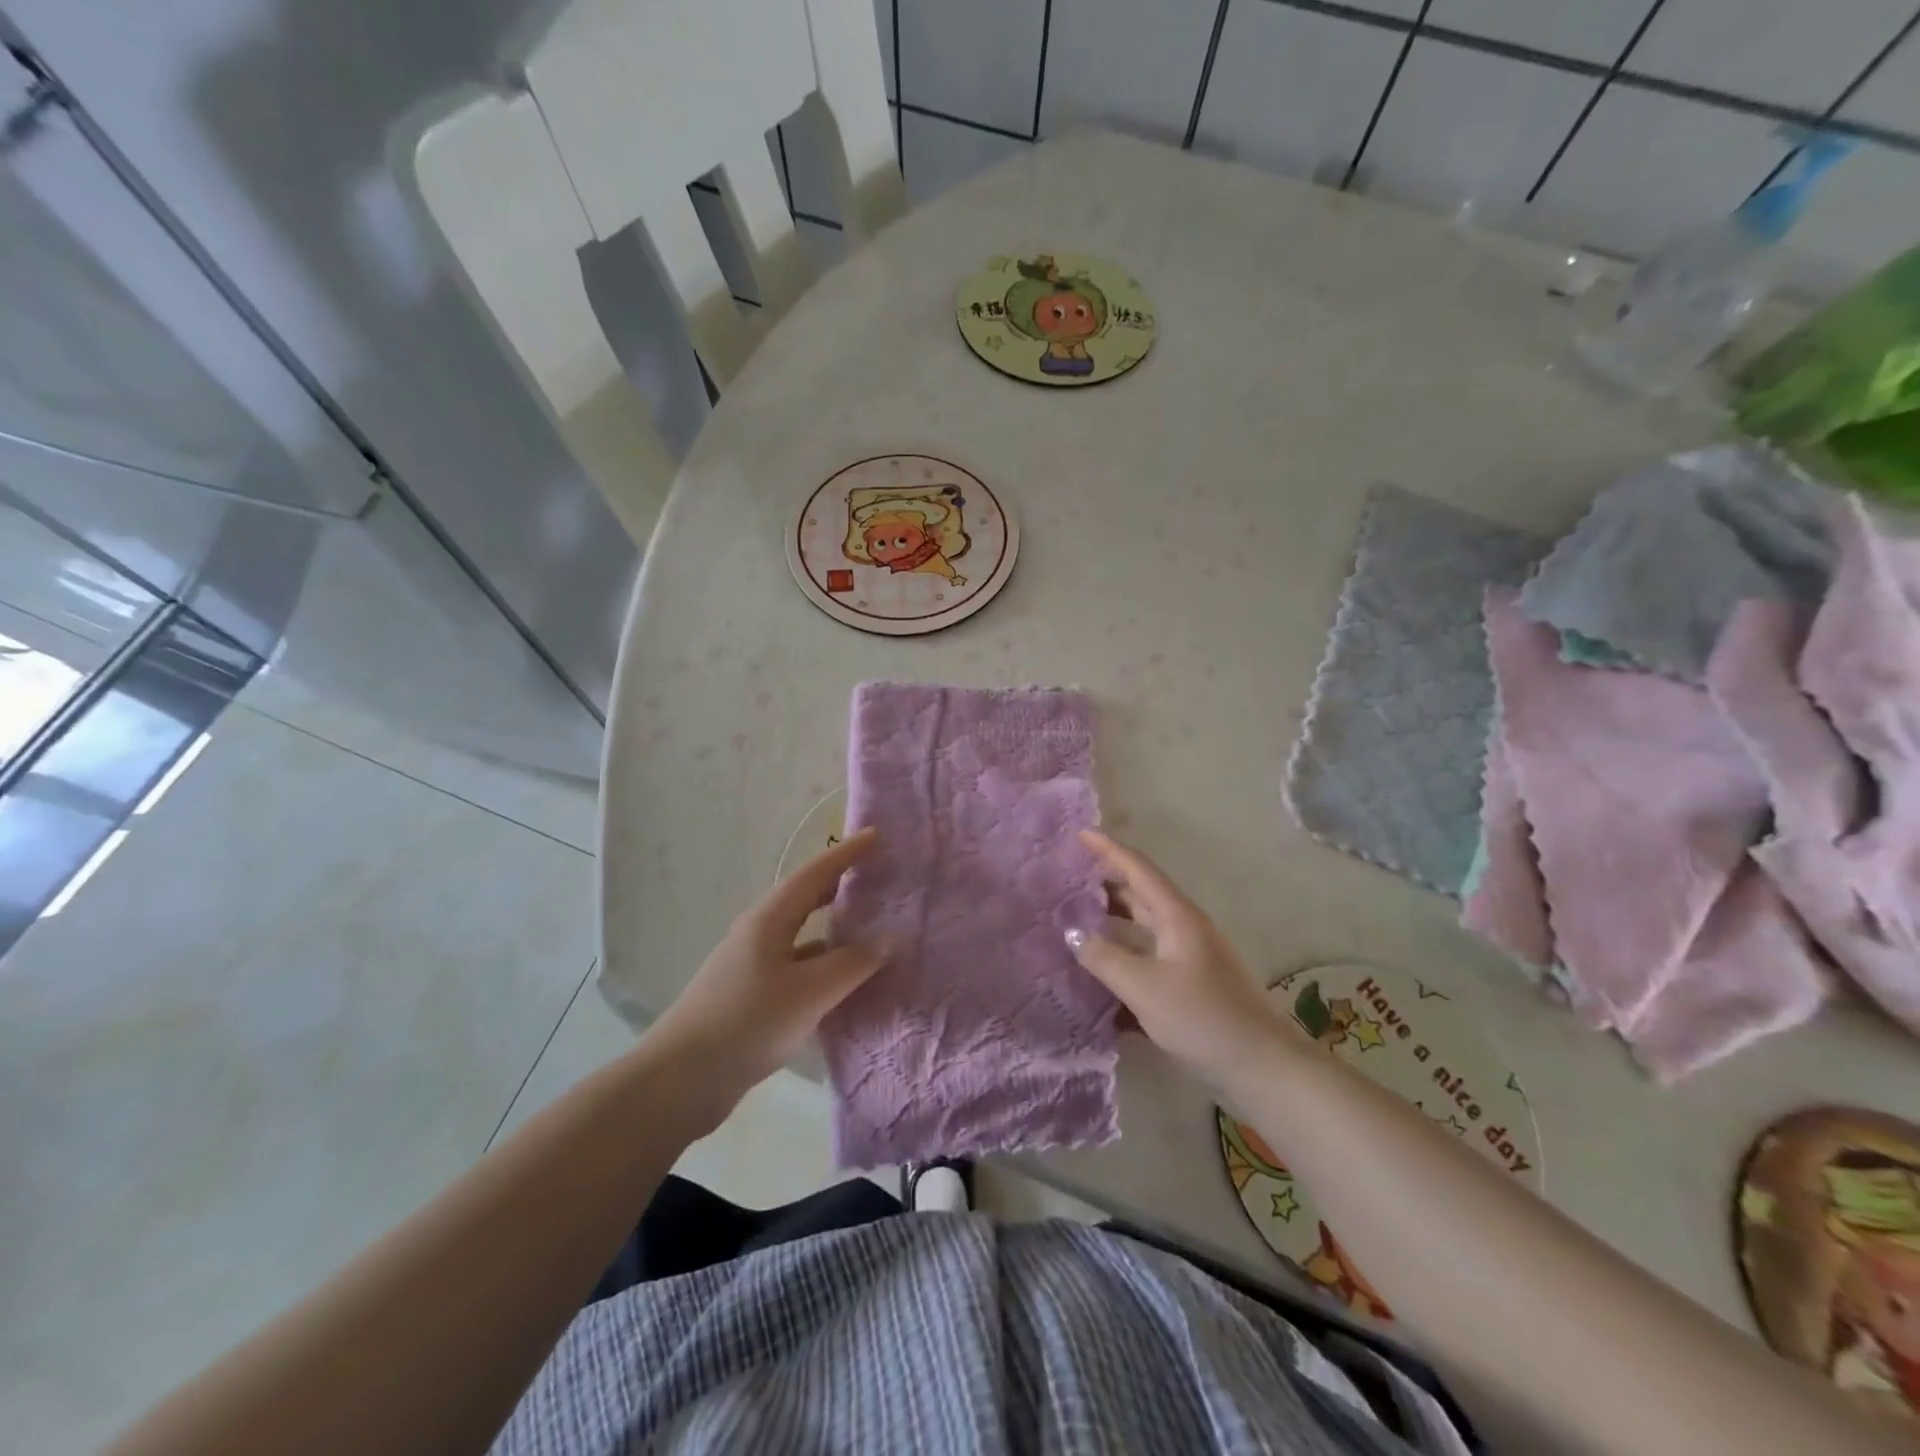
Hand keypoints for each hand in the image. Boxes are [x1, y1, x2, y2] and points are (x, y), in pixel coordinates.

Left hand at [643, 829, 883, 1126]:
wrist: (680, 1079)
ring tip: (868, 926)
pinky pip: (796, 965)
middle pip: (805, 897)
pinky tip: (841, 982)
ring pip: (801, 934)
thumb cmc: (748, 1022)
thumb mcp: (810, 992)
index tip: (876, 836)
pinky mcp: (750, 994)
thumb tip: (886, 940)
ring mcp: (752, 964)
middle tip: (875, 876)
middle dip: (839, 883)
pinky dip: (822, 962)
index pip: (815, 873)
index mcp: (770, 919)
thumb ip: (852, 964)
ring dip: (832, 925)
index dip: (846, 853)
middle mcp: (759, 932)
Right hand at [1067, 831, 1295, 1092]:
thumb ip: (1104, 958)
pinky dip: (1125, 958)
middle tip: (1069, 877)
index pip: (1138, 869)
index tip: (1080, 834)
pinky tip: (1100, 975)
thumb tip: (1072, 933)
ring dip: (1113, 921)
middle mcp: (1184, 929)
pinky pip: (1149, 960)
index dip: (1109, 850)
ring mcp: (1190, 958)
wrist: (1263, 1068)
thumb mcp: (1144, 987)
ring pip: (1144, 928)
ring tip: (1076, 919)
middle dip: (1106, 882)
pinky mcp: (1191, 986)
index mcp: (1177, 917)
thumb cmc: (1202, 1018)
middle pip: (1141, 895)